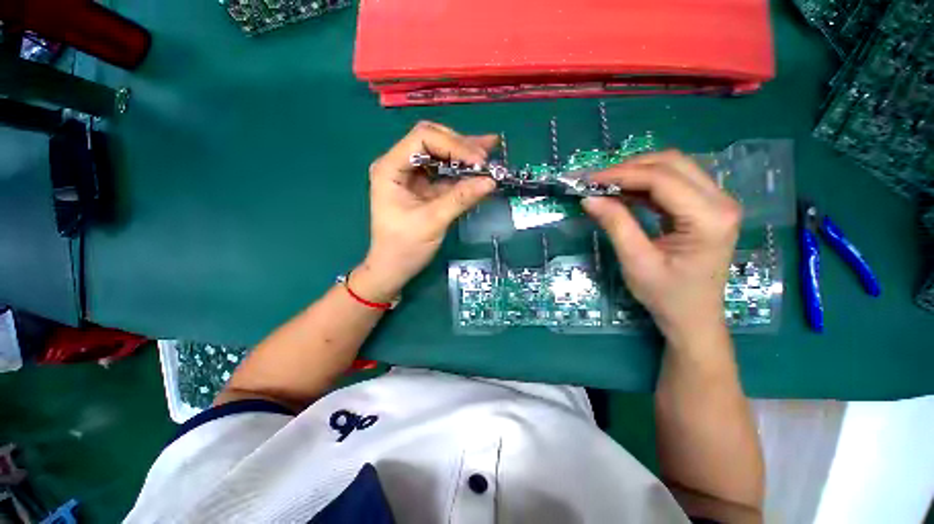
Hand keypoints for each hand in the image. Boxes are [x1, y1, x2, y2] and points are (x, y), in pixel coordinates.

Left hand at [351, 122, 497, 302]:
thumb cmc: (404, 247)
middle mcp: (399, 165)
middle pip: (432, 140)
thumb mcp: (433, 222)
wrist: (393, 269)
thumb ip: (461, 198)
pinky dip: (462, 170)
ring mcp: (412, 175)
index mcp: (391, 168)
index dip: (454, 144)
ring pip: (440, 153)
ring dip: (464, 154)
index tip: (479, 161)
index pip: (423, 138)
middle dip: (460, 146)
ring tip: (490, 153)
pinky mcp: (423, 187)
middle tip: (486, 157)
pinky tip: (480, 166)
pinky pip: (445, 172)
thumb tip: (491, 181)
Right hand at [582, 151, 741, 340]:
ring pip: (673, 167)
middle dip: (629, 168)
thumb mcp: (636, 261)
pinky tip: (624, 192)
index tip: (589, 180)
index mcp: (709, 218)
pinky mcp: (706, 206)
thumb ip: (615, 224)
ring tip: (606, 185)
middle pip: (672, 163)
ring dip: (636, 172)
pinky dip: (645, 183)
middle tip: (596, 182)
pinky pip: (674, 181)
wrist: (693, 316)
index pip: (662, 179)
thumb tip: (589, 197)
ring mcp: (717, 201)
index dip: (622, 174)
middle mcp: (721, 201)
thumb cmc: (666, 295)